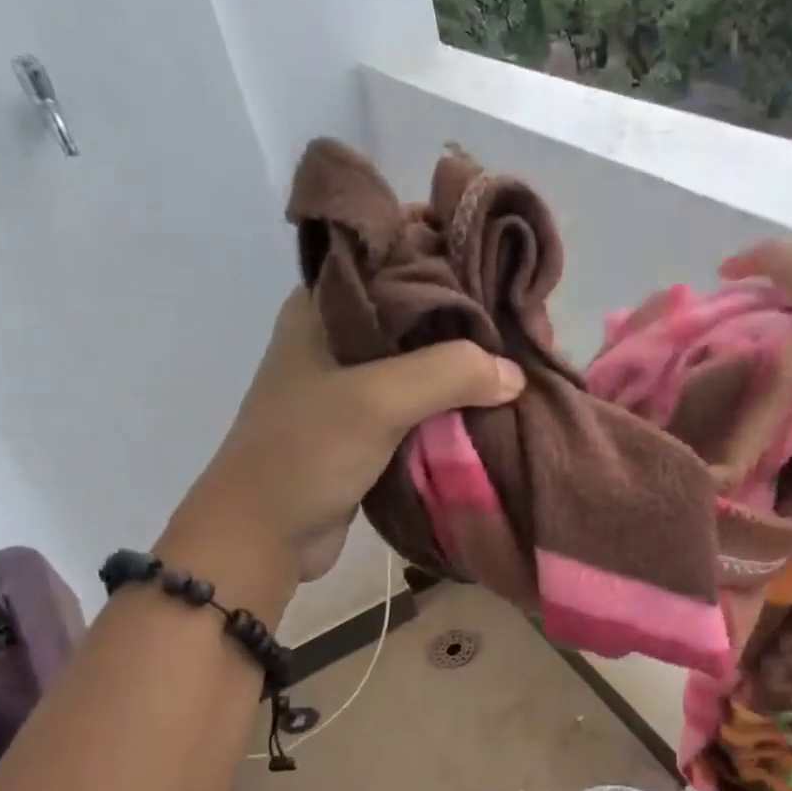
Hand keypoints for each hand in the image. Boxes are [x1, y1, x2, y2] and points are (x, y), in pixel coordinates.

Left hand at [164, 288, 524, 589]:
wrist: (264, 536)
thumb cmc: (305, 453)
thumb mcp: (377, 401)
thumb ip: (448, 374)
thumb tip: (515, 374)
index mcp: (328, 302)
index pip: (400, 254)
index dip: (454, 258)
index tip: (506, 274)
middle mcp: (343, 329)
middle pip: (422, 307)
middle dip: (473, 318)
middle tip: (527, 327)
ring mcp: (357, 377)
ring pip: (428, 356)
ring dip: (470, 364)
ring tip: (524, 362)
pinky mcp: (372, 419)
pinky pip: (426, 398)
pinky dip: (458, 400)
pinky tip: (497, 402)